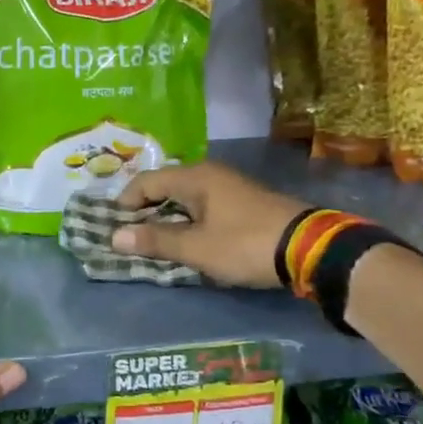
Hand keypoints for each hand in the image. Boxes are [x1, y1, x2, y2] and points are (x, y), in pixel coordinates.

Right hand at [112, 163, 306, 288]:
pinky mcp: (243, 204)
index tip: (112, 227)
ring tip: (152, 241)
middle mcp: (210, 174)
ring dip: (166, 217)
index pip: (146, 182)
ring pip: (184, 198)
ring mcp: (229, 187)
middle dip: (143, 210)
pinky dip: (186, 221)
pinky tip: (185, 240)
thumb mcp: (196, 247)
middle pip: (165, 187)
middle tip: (128, 236)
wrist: (310, 249)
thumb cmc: (245, 244)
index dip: (125, 203)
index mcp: (195, 177)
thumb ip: (155, 241)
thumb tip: (114, 237)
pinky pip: (202, 207)